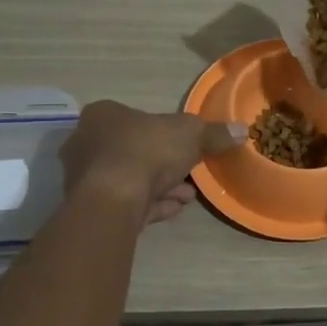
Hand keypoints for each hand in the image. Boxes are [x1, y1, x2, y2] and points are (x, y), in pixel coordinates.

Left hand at [59, 101, 242, 226]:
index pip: (135, 118)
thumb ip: (214, 133)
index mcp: (103, 115)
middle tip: (190, 174)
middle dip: (164, 164)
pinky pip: (127, 203)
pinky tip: (174, 210)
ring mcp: (85, 178)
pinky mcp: (91, 208)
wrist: (113, 199)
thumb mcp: (191, 134)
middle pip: (133, 150)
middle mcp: (86, 142)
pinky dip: (150, 205)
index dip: (164, 132)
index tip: (186, 146)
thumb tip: (241, 130)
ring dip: (160, 187)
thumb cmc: (146, 150)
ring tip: (188, 196)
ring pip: (130, 179)